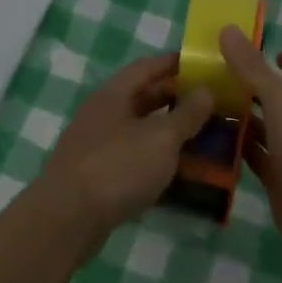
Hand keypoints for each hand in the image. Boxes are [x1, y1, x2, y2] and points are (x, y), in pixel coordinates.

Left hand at [40, 54, 215, 251]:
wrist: (69, 218)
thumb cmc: (118, 166)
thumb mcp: (161, 137)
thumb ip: (187, 114)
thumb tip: (206, 90)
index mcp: (113, 95)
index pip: (146, 67)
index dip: (174, 63)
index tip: (203, 65)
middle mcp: (102, 115)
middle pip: (142, 99)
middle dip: (176, 100)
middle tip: (212, 105)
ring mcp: (97, 147)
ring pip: (140, 132)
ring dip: (169, 134)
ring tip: (205, 139)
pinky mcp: (98, 177)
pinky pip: (134, 160)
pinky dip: (157, 162)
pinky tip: (181, 174)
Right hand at [219, 26, 281, 265]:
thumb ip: (253, 69)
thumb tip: (228, 29)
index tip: (275, 56)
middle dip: (260, 91)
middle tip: (225, 79)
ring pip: (271, 132)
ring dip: (246, 120)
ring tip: (211, 106)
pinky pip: (259, 160)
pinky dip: (240, 150)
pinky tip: (213, 140)